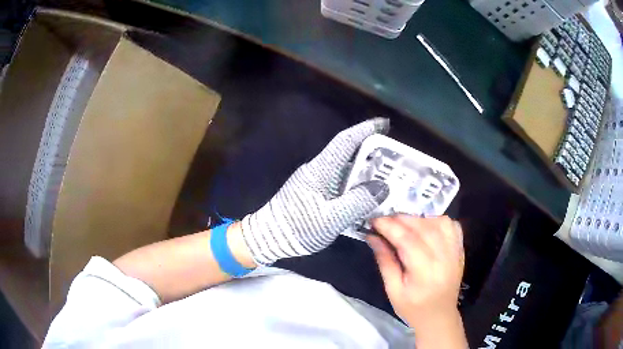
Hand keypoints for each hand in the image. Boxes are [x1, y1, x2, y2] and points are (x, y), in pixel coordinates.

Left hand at [241, 118, 390, 264]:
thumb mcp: (332, 219)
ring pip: (344, 170)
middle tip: (393, 160)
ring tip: (386, 179)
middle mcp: (318, 170)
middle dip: (371, 153)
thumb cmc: (298, 227)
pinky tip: (366, 196)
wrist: (269, 237)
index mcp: (320, 170)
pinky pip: (339, 183)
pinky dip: (355, 186)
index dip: (365, 130)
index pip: (345, 141)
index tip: (384, 124)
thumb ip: (358, 202)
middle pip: (347, 154)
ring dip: (364, 172)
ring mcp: (315, 181)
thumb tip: (382, 187)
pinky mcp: (313, 193)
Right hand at [368, 215, 466, 347]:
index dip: (389, 227)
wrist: (439, 316)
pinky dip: (437, 220)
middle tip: (384, 221)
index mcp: (425, 273)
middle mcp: (444, 258)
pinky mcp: (459, 250)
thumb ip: (385, 261)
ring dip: (418, 218)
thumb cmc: (413, 308)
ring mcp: (455, 252)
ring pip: (438, 222)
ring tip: (404, 224)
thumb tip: (372, 237)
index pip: (407, 240)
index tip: (374, 221)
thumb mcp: (393, 290)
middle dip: (401, 219)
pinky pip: (451, 226)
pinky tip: (425, 227)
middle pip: (423, 228)